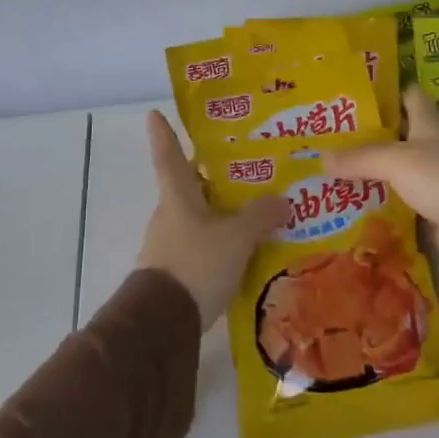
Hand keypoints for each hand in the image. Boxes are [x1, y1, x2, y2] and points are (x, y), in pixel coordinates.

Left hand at [136, 111, 285, 331]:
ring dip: (219, 212)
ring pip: (197, 217)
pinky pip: (200, 245)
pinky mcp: (174, 271)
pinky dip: (219, 241)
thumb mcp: (236, 238)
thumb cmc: (196, 264)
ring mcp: (169, 244)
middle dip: (210, 176)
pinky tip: (243, 249)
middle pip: (188, 186)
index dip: (163, 133)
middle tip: (241, 166)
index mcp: (177, 196)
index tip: (154, 113)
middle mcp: (169, 214)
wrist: (162, 323)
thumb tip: (284, 200)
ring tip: (253, 209)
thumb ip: (260, 216)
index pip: (168, 155)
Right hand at [323, 87, 438, 283]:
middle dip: (369, 137)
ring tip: (330, 174)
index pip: (410, 98)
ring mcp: (437, 184)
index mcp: (431, 126)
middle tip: (328, 138)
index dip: (387, 93)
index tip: (354, 93)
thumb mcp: (398, 161)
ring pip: (398, 174)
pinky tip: (352, 208)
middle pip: (400, 137)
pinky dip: (381, 206)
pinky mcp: (435, 215)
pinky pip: (401, 206)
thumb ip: (361, 158)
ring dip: (372, 175)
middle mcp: (435, 150)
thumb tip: (320, 156)